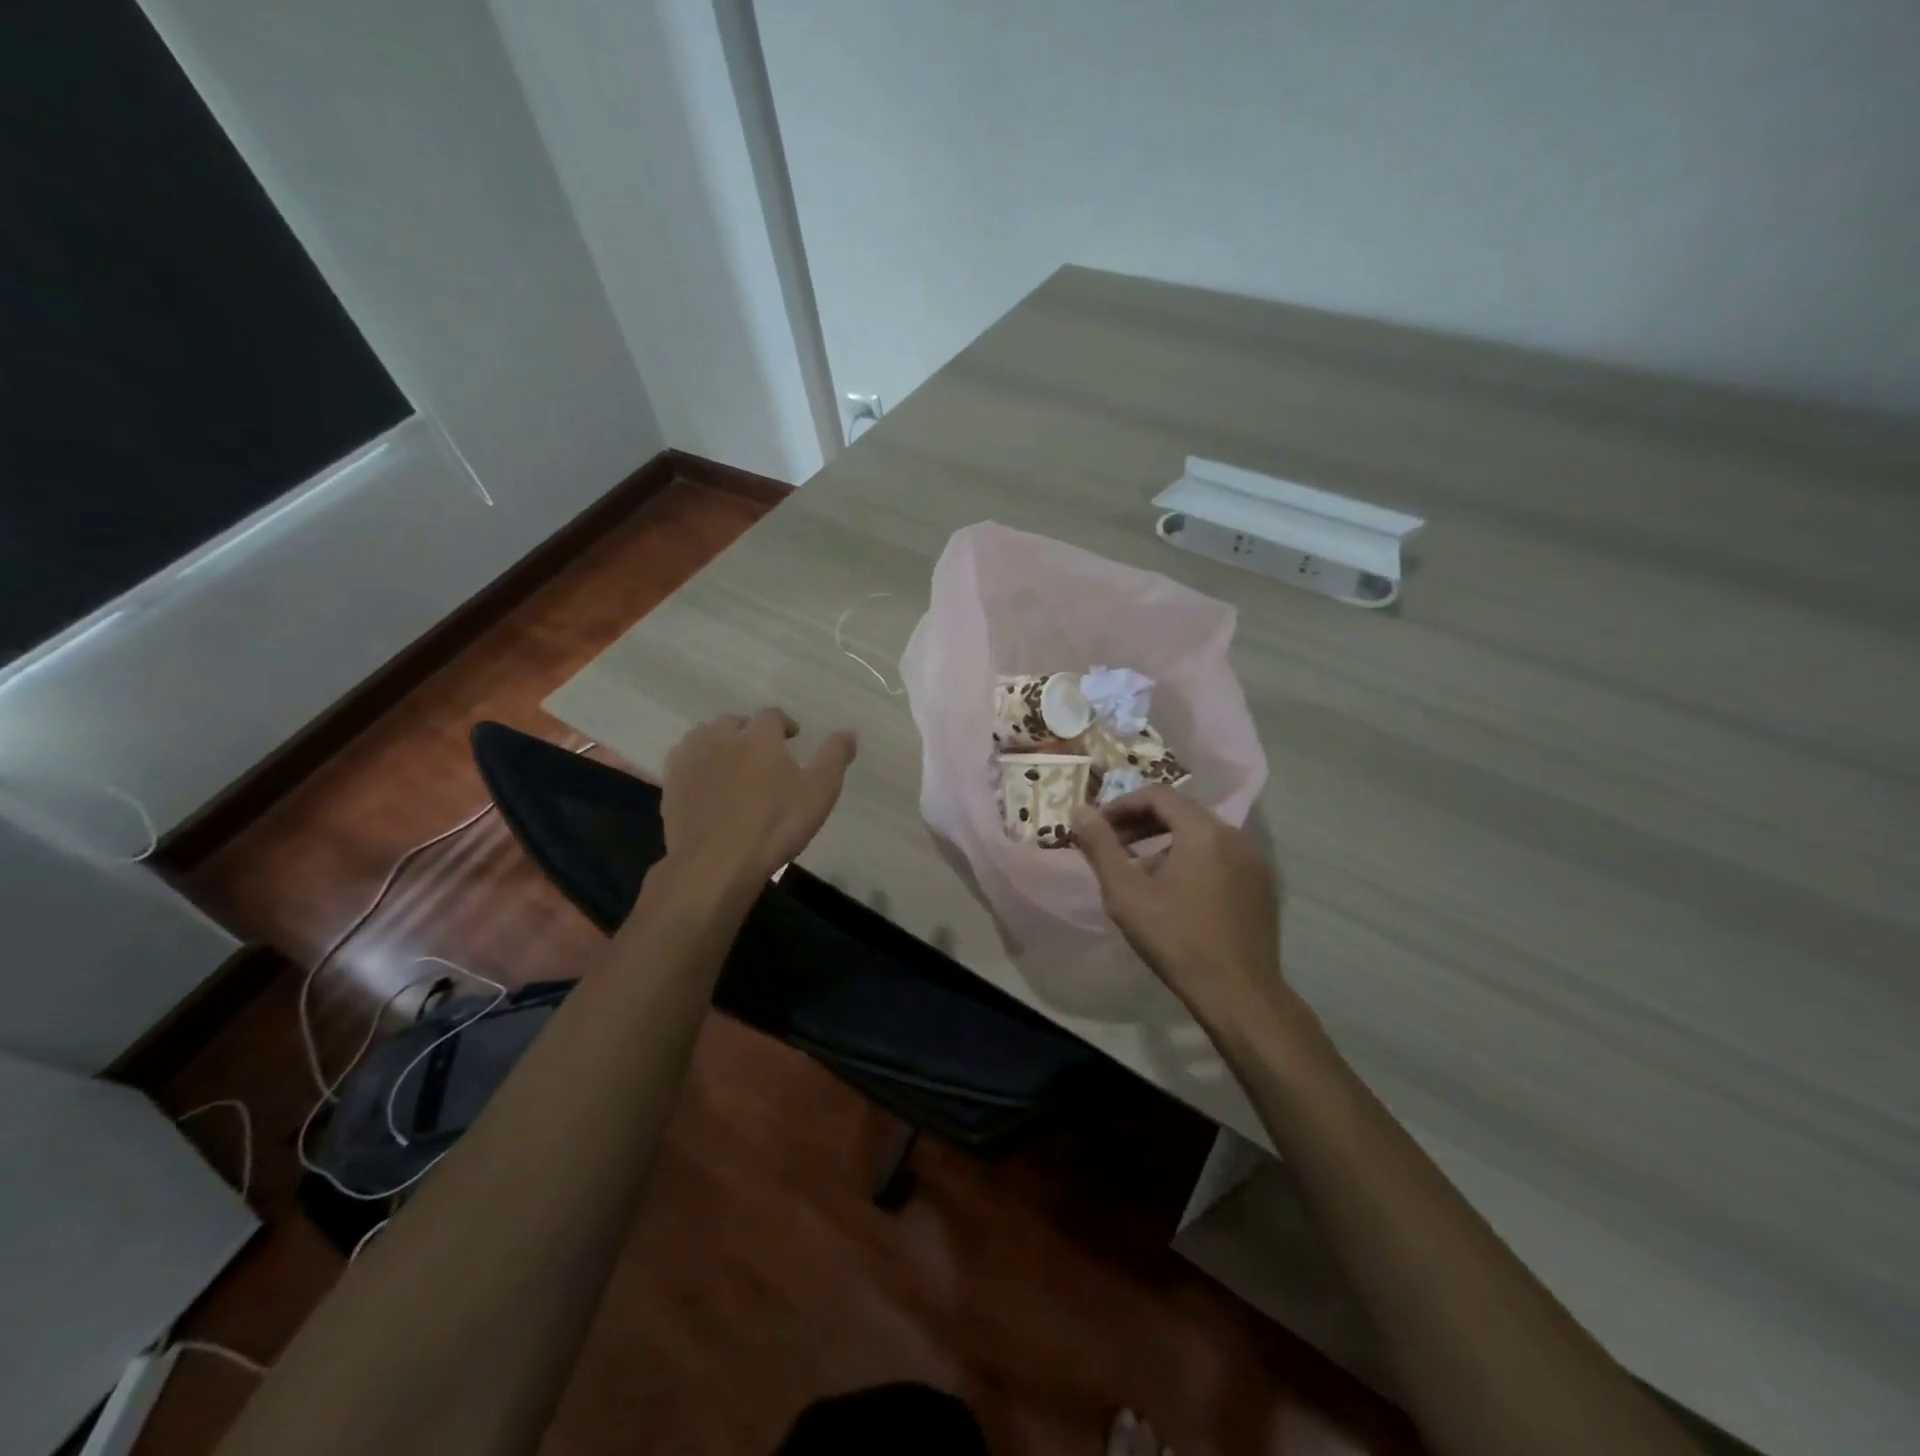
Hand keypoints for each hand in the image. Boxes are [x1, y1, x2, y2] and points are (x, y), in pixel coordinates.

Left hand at [660, 709, 856, 892]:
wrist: (716, 862)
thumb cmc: (775, 825)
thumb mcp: (820, 792)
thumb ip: (834, 757)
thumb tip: (849, 732)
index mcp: (759, 736)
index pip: (772, 716)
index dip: (784, 724)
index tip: (793, 737)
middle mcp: (722, 737)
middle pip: (733, 721)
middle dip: (748, 730)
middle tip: (761, 751)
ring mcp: (692, 759)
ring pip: (704, 735)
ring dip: (719, 741)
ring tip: (731, 761)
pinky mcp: (671, 783)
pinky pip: (683, 759)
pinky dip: (696, 761)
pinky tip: (705, 779)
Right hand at [1073, 786, 1283, 1022]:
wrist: (1239, 993)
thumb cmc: (1176, 939)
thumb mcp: (1126, 893)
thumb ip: (1101, 847)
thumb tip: (1080, 812)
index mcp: (1202, 830)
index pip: (1157, 795)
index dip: (1122, 805)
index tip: (1098, 826)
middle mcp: (1234, 835)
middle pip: (1181, 811)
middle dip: (1142, 822)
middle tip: (1113, 843)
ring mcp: (1254, 860)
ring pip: (1202, 835)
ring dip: (1166, 841)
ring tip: (1139, 868)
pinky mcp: (1262, 885)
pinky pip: (1220, 856)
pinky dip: (1192, 859)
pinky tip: (1175, 890)